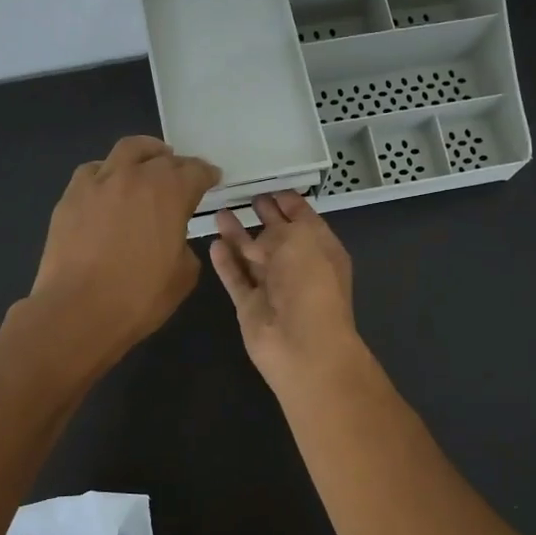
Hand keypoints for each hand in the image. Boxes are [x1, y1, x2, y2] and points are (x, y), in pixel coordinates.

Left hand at [28, 136, 219, 367]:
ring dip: (144, 154)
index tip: (212, 178)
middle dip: (177, 164)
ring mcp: (99, 182)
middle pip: (162, 157)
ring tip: (148, 165)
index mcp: (170, 193)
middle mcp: (135, 176)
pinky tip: (109, 188)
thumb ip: (185, 246)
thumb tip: (173, 238)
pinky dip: (108, 173)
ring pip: (126, 150)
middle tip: (182, 176)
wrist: (78, 310)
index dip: (207, 174)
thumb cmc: (139, 297)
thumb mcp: (184, 276)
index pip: (196, 171)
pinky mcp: (71, 195)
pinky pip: (93, 171)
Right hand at [208, 193, 362, 389]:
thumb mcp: (301, 241)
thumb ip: (279, 230)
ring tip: (220, 213)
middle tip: (248, 197)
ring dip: (238, 236)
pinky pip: (236, 279)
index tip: (273, 189)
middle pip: (278, 237)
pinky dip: (226, 263)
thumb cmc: (311, 285)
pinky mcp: (250, 307)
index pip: (305, 220)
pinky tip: (214, 244)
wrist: (302, 346)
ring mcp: (273, 289)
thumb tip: (260, 237)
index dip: (291, 204)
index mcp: (321, 249)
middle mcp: (299, 267)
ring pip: (252, 256)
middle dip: (265, 217)